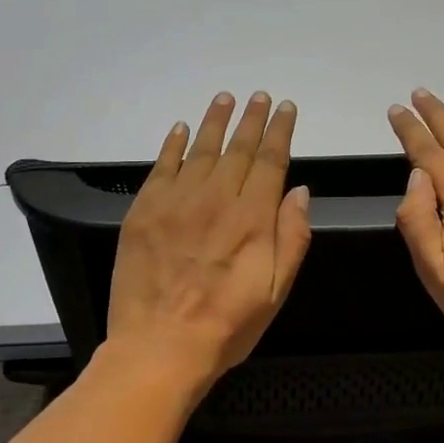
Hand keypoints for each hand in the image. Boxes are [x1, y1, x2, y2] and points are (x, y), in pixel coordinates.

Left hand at [106, 91, 312, 393]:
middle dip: (251, 119)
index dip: (279, 131)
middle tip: (258, 96)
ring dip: (215, 122)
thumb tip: (300, 191)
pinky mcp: (143, 211)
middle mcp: (215, 199)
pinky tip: (181, 130)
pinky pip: (161, 167)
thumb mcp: (275, 290)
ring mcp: (175, 202)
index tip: (285, 108)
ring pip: (200, 150)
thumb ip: (292, 237)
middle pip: (237, 148)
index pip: (270, 161)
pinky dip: (173, 145)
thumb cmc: (226, 326)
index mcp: (252, 218)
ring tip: (225, 99)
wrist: (160, 346)